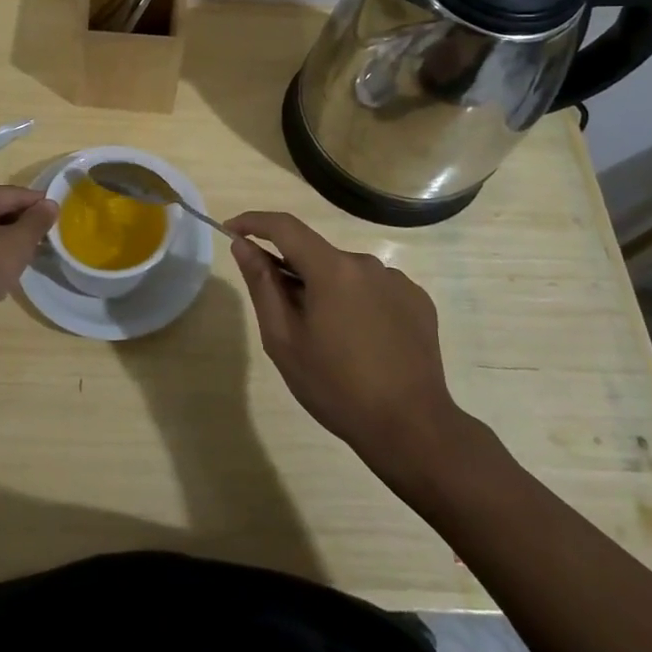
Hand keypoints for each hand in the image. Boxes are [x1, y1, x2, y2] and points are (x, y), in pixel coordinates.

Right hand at [226, 211, 463, 474]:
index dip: (254, 222)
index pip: (285, 227)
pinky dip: (357, 302)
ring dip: (327, 290)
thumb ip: (262, 285)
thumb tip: (243, 246)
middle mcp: (367, 263)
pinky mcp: (418, 301)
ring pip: (345, 273)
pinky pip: (374, 289)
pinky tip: (360, 341)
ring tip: (327, 339)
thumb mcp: (284, 340)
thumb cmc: (337, 387)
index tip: (233, 230)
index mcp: (332, 269)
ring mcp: (397, 281)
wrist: (412, 429)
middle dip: (293, 272)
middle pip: (316, 254)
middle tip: (283, 316)